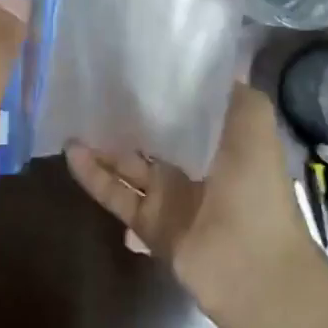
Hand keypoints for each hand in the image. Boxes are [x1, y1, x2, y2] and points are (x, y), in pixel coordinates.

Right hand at [65, 84, 321, 327]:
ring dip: (104, 144)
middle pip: (154, 136)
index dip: (164, 89)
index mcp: (223, 141)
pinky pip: (117, 195)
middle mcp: (196, 166)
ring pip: (130, 165)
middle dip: (129, 116)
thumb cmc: (256, 186)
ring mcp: (171, 197)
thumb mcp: (254, 122)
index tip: (136, 62)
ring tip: (73, 118)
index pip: (187, 108)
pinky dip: (94, 175)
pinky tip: (72, 152)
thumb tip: (208, 67)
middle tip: (95, 87)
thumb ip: (232, 93)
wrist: (253, 264)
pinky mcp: (150, 224)